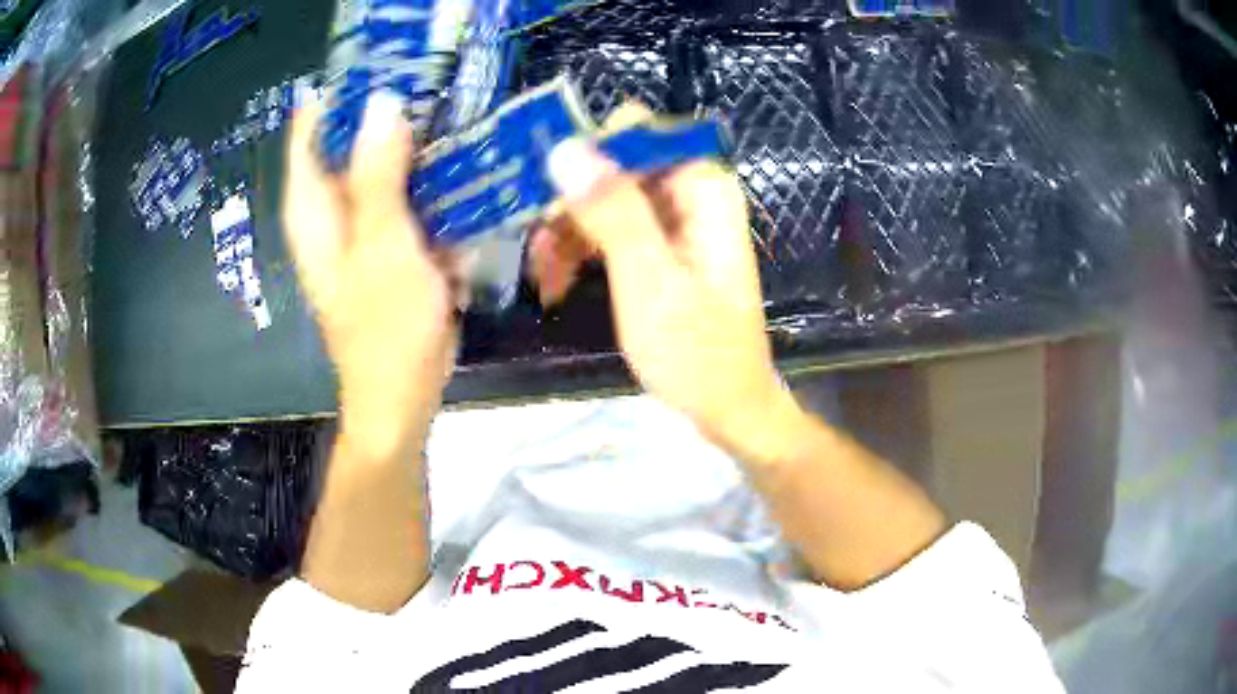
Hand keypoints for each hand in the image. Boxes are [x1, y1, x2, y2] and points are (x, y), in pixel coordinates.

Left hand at [283, 93, 458, 452]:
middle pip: (344, 144)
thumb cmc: (386, 327)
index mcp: (313, 211)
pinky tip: (455, 168)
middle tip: (432, 87)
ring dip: (409, 146)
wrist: (401, 394)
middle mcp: (328, 213)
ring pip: (376, 169)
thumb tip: (380, 104)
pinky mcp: (383, 246)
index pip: (310, 132)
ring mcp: (357, 230)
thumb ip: (379, 175)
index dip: (337, 95)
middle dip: (382, 114)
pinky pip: (399, 197)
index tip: (382, 66)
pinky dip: (422, 182)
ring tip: (452, 117)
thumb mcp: (384, 245)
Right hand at [546, 136, 803, 458]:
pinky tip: (554, 283)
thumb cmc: (697, 353)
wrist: (728, 408)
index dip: (582, 152)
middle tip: (533, 247)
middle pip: (613, 165)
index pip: (633, 133)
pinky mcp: (661, 247)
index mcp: (702, 187)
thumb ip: (614, 212)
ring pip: (603, 198)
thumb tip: (567, 147)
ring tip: (541, 278)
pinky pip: (610, 229)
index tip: (538, 189)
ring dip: (566, 232)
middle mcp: (690, 191)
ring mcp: (675, 220)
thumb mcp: (651, 283)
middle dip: (568, 202)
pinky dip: (579, 251)